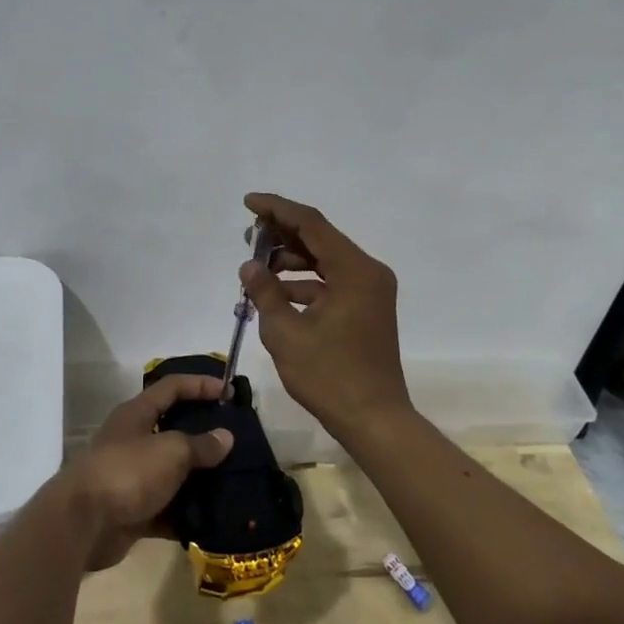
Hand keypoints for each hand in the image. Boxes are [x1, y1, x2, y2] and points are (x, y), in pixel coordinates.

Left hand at [62, 374, 234, 570]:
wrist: (84, 523)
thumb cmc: (128, 472)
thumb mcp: (170, 451)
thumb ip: (200, 444)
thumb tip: (225, 437)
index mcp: (137, 414)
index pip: (172, 387)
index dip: (200, 384)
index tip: (229, 391)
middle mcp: (134, 440)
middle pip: (174, 430)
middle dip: (204, 435)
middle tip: (237, 441)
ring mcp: (133, 477)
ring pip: (173, 472)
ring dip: (199, 479)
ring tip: (235, 481)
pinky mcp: (134, 510)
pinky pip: (168, 509)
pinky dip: (187, 514)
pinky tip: (215, 519)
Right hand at [239, 192, 412, 439]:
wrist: (374, 420)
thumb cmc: (330, 376)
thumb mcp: (286, 333)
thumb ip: (265, 292)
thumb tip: (250, 265)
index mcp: (355, 270)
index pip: (311, 224)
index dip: (277, 209)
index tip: (249, 203)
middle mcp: (368, 272)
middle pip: (320, 238)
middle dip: (282, 233)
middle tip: (248, 235)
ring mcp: (370, 291)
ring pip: (325, 260)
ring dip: (291, 259)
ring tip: (256, 267)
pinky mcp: (366, 308)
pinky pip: (331, 281)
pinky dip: (304, 282)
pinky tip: (276, 293)